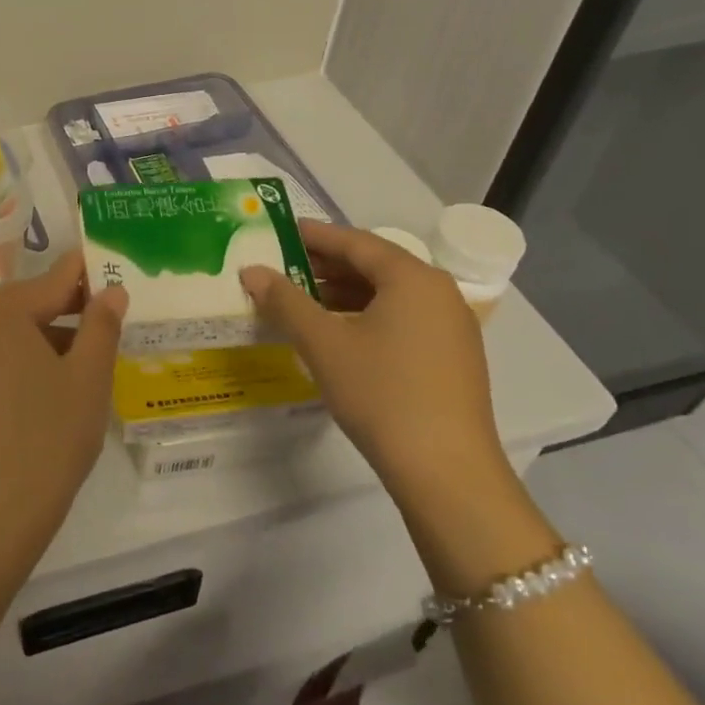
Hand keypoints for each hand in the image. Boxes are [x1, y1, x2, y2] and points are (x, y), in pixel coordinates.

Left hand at [0, 251, 127, 566]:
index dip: (90, 271)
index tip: (119, 271)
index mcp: (6, 311)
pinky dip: (29, 357)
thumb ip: (101, 326)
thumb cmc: (48, 440)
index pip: (56, 275)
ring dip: (50, 332)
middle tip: (110, 316)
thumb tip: (112, 289)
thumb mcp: (87, 379)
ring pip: (14, 329)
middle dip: (70, 303)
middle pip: (30, 298)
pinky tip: (55, 386)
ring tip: (89, 355)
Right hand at [239, 223, 508, 514]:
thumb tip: (252, 271)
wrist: (447, 472)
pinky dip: (366, 315)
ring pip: (388, 293)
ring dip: (344, 292)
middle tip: (282, 267)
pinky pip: (402, 317)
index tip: (278, 231)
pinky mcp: (452, 356)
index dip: (313, 235)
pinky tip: (338, 332)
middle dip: (325, 265)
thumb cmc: (382, 394)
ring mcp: (451, 325)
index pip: (354, 242)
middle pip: (374, 264)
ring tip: (302, 300)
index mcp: (412, 278)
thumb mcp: (323, 343)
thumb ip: (285, 300)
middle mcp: (438, 292)